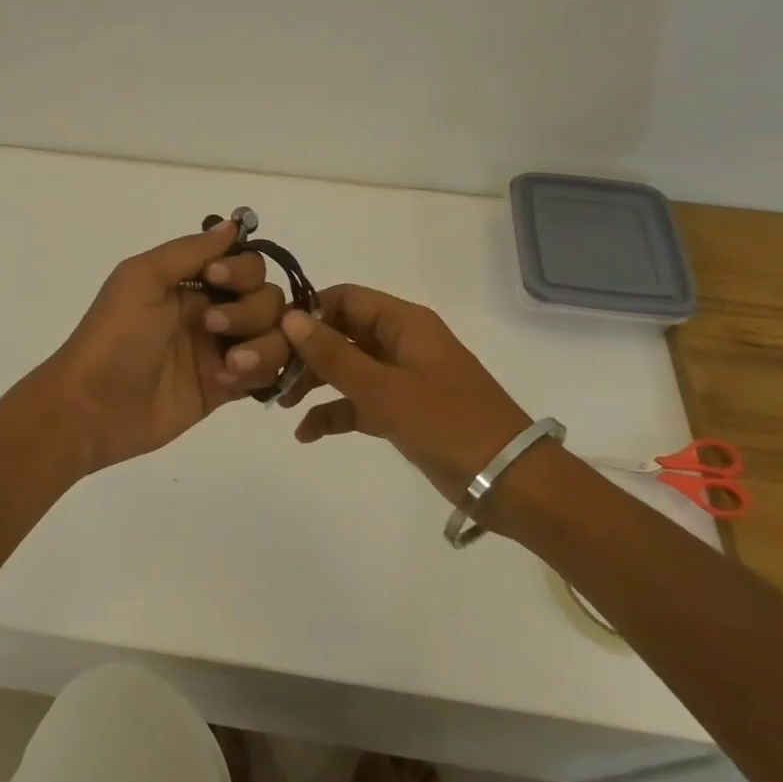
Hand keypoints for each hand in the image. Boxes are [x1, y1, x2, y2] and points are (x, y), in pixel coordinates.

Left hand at [35, 219, 295, 472]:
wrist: (92, 408)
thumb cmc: (114, 337)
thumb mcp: (142, 279)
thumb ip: (189, 250)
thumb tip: (234, 224)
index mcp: (191, 282)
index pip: (247, 265)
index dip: (242, 271)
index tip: (216, 279)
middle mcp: (212, 312)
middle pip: (268, 300)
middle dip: (250, 312)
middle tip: (212, 327)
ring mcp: (220, 352)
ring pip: (275, 338)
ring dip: (263, 346)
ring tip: (231, 364)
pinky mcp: (224, 389)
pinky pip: (266, 375)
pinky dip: (259, 374)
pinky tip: (228, 382)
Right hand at [277, 285, 537, 505]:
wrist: (510, 482)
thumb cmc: (448, 424)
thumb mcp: (384, 390)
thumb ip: (334, 356)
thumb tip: (290, 318)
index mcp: (404, 323)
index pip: (346, 299)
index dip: (309, 311)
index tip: (274, 335)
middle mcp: (401, 343)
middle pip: (343, 333)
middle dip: (307, 352)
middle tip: (272, 375)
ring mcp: (402, 378)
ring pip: (348, 368)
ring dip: (315, 382)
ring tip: (283, 404)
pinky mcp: (403, 411)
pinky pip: (360, 401)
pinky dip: (335, 412)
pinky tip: (307, 433)